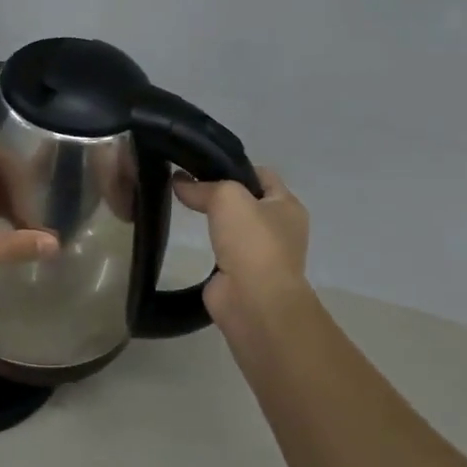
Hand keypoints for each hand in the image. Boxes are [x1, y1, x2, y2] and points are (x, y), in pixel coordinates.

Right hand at [172, 166, 309, 329]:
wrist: (254, 302)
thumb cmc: (252, 242)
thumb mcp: (228, 197)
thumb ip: (203, 187)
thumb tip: (179, 182)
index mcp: (288, 206)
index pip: (262, 175)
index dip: (234, 166)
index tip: (203, 165)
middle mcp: (280, 228)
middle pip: (247, 200)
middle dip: (221, 193)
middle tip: (188, 184)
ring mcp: (262, 254)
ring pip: (235, 226)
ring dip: (215, 221)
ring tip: (184, 207)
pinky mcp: (242, 275)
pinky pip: (224, 251)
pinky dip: (209, 245)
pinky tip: (189, 238)